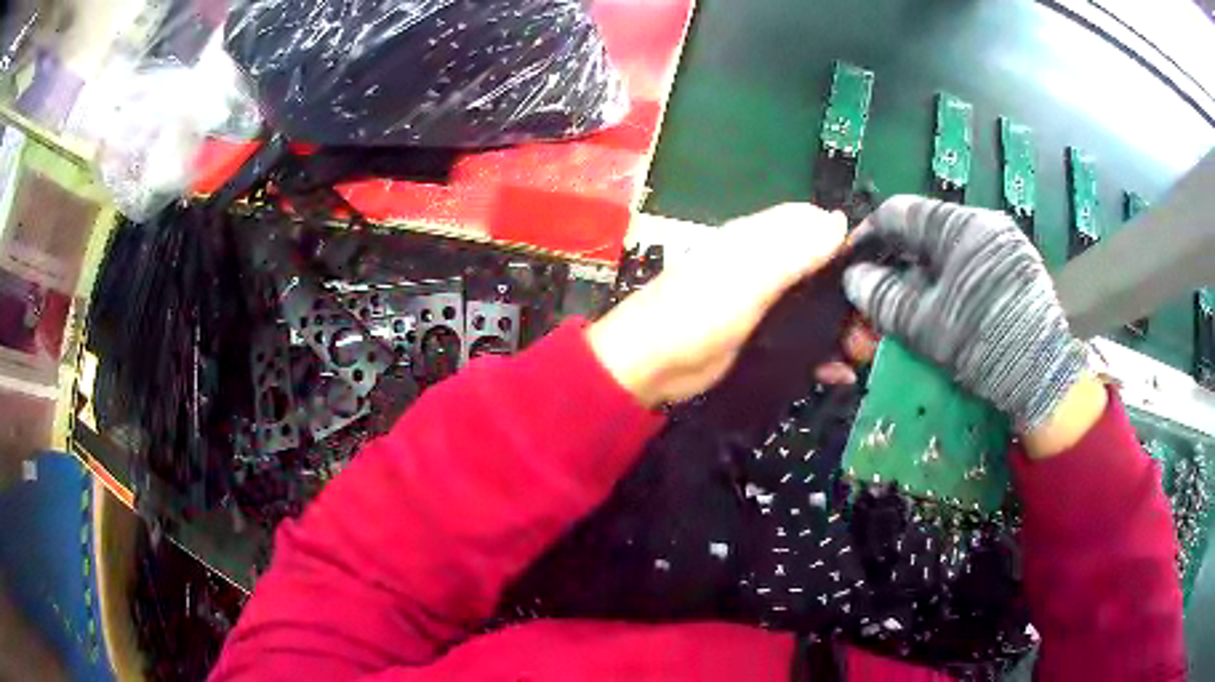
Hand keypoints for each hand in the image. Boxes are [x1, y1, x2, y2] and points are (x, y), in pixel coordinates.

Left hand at [589, 204, 854, 407]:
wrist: (652, 367)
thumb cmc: (696, 314)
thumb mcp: (748, 278)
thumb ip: (793, 250)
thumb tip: (839, 221)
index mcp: (761, 240)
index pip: (815, 225)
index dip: (847, 243)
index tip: (877, 273)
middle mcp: (767, 265)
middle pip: (824, 270)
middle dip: (852, 295)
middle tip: (873, 327)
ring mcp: (766, 304)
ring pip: (818, 307)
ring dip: (843, 327)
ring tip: (862, 353)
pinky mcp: (764, 337)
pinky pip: (805, 339)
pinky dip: (823, 352)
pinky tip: (839, 372)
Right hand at [842, 196, 1090, 432]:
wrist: (1045, 378)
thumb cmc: (983, 344)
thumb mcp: (926, 325)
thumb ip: (883, 298)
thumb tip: (854, 278)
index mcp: (959, 226)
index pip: (899, 212)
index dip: (868, 236)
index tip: (851, 262)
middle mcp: (983, 223)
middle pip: (924, 231)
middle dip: (895, 262)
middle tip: (877, 294)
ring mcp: (1004, 244)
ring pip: (947, 249)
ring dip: (921, 275)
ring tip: (907, 307)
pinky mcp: (1017, 267)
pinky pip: (970, 263)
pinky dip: (948, 281)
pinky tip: (942, 308)